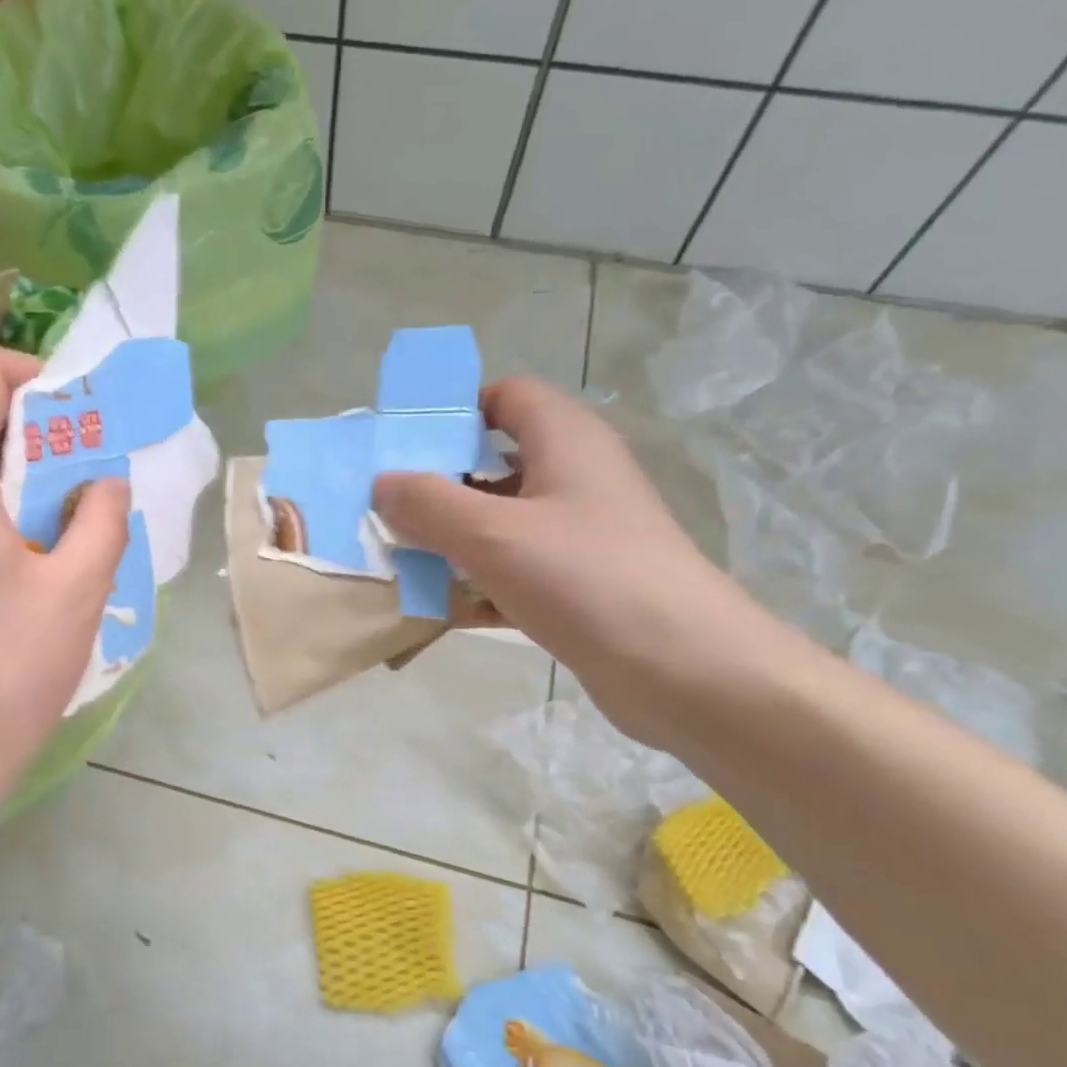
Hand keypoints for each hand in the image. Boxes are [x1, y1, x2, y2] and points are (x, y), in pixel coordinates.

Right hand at [373, 376, 765, 744]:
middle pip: (495, 462)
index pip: (506, 396)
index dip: (454, 409)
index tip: (403, 443)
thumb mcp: (493, 534)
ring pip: (500, 522)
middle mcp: (575, 478)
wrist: (683, 670)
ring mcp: (579, 535)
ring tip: (398, 557)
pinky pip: (513, 570)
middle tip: (386, 507)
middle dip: (438, 483)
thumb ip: (428, 503)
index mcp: (566, 441)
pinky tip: (437, 607)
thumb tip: (382, 483)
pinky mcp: (578, 585)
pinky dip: (477, 583)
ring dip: (451, 538)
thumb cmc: (586, 579)